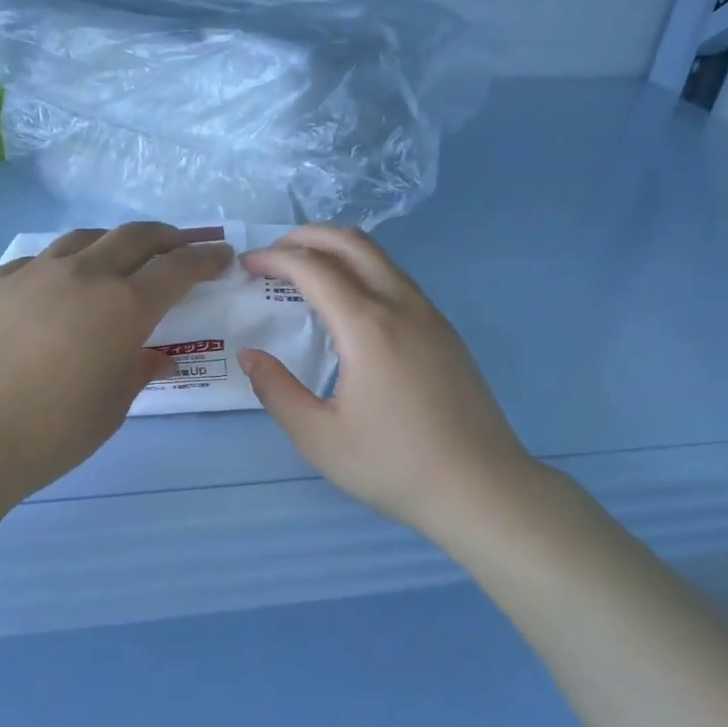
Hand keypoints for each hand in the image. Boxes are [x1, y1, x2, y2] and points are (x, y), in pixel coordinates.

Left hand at [0, 223, 231, 499]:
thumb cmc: (55, 431)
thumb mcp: (113, 405)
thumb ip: (139, 370)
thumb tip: (154, 356)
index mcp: (123, 306)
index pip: (177, 268)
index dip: (205, 259)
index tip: (221, 256)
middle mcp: (83, 274)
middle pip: (134, 237)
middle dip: (165, 238)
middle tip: (178, 246)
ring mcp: (34, 272)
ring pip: (84, 238)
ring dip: (112, 243)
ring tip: (118, 257)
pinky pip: (38, 261)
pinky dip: (62, 265)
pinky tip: (57, 285)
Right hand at [238, 225, 540, 539]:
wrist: (481, 488)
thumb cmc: (394, 466)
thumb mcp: (319, 438)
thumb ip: (277, 390)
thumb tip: (250, 355)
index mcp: (367, 327)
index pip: (313, 268)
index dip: (274, 258)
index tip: (246, 265)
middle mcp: (401, 306)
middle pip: (352, 243)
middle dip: (306, 237)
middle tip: (272, 254)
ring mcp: (430, 315)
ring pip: (380, 258)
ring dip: (337, 252)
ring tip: (304, 273)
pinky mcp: (445, 332)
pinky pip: (397, 280)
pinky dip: (362, 272)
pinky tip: (347, 305)